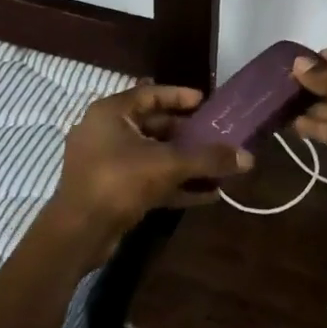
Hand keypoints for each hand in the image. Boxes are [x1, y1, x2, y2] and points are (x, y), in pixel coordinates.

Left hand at [52, 85, 252, 248]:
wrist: (78, 233)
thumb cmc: (119, 182)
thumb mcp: (168, 165)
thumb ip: (208, 158)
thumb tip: (248, 158)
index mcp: (110, 113)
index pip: (149, 94)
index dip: (179, 96)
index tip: (205, 102)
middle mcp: (105, 132)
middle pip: (153, 126)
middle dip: (187, 134)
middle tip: (216, 137)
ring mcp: (105, 163)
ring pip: (152, 156)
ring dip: (184, 163)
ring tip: (218, 168)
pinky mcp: (111, 191)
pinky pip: (147, 180)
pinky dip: (173, 184)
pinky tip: (206, 194)